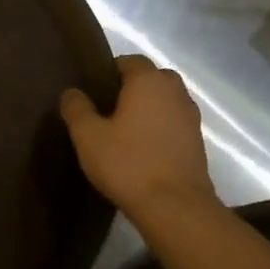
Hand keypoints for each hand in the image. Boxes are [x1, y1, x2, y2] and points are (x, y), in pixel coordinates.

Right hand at [60, 55, 217, 216]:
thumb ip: (77, 108)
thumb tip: (72, 92)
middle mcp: (175, 94)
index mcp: (149, 83)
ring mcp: (191, 119)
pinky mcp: (197, 144)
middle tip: (109, 106)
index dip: (110, 70)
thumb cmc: (127, 163)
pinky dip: (160, 128)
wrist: (175, 208)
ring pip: (167, 101)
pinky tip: (141, 148)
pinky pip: (174, 124)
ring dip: (149, 108)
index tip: (93, 88)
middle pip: (154, 78)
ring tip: (124, 128)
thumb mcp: (88, 135)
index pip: (130, 60)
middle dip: (134, 86)